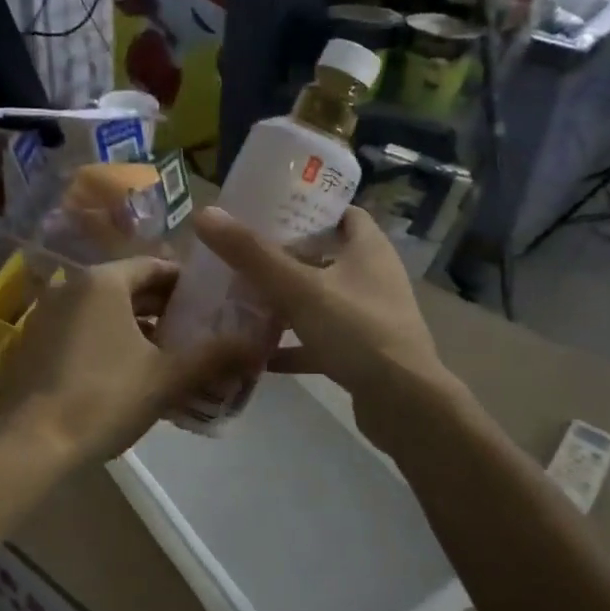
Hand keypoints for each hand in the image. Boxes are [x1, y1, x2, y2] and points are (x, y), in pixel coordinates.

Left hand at [0, 255, 256, 465]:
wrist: (32, 444)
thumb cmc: (104, 398)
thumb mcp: (167, 377)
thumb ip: (214, 356)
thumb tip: (258, 344)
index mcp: (102, 281)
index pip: (154, 266)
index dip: (187, 284)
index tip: (213, 304)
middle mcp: (70, 287)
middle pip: (128, 288)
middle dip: (164, 309)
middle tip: (198, 332)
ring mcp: (46, 315)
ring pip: (104, 312)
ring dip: (138, 328)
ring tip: (171, 355)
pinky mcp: (34, 344)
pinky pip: (82, 331)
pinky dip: (109, 342)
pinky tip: (130, 374)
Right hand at [192, 206, 448, 438]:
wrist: (403, 402)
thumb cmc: (356, 330)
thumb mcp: (298, 288)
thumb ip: (252, 254)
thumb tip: (206, 214)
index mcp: (367, 248)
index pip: (339, 212)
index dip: (305, 207)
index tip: (265, 211)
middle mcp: (372, 275)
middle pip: (323, 256)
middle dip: (283, 257)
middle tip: (240, 256)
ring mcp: (368, 315)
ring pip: (318, 299)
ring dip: (284, 302)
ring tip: (240, 301)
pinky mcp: (361, 351)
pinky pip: (320, 340)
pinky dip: (293, 344)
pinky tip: (258, 354)